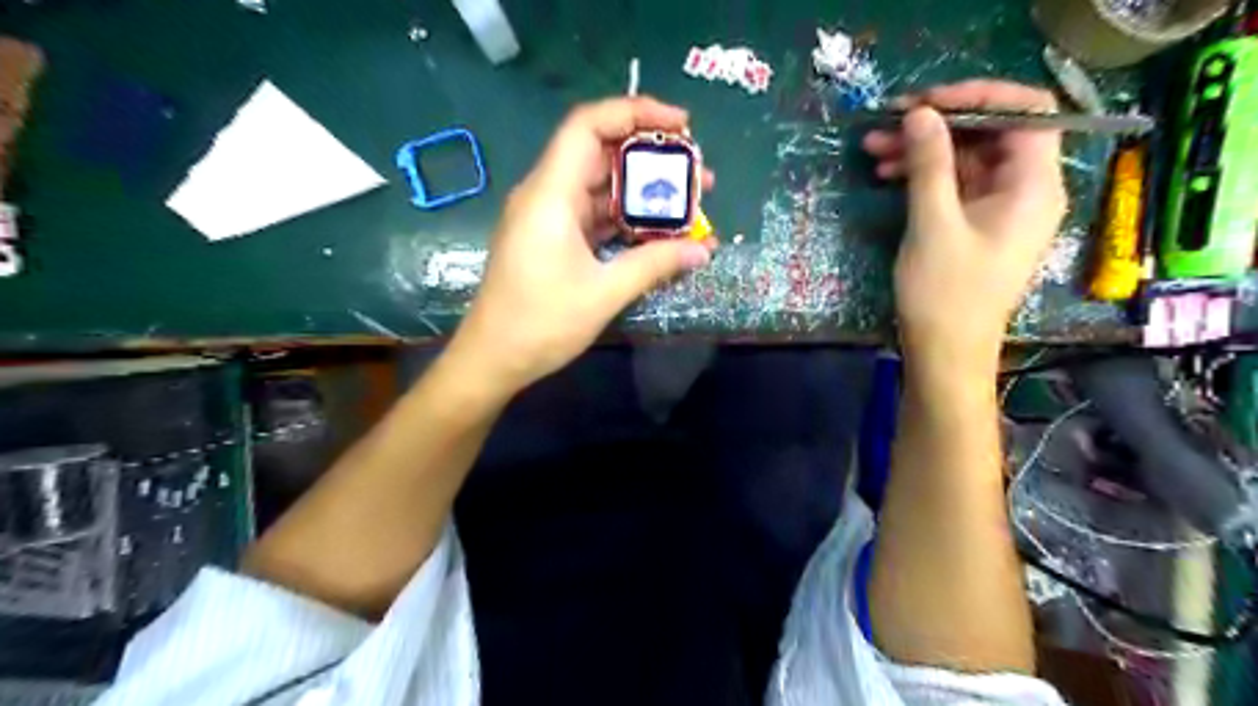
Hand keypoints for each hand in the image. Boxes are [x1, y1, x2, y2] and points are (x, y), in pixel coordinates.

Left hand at [451, 95, 717, 396]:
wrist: (493, 359)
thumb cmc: (541, 323)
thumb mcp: (604, 292)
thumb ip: (655, 264)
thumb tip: (704, 250)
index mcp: (551, 194)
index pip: (589, 125)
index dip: (636, 112)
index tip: (682, 126)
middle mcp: (546, 194)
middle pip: (600, 153)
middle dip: (651, 157)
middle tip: (696, 174)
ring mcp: (547, 218)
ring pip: (600, 187)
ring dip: (642, 192)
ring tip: (687, 203)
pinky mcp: (551, 239)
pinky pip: (593, 215)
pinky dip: (624, 218)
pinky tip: (656, 231)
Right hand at [871, 79, 1064, 371]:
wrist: (945, 354)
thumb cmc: (945, 294)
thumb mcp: (933, 225)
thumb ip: (929, 165)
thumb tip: (920, 114)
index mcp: (1034, 185)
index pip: (1025, 112)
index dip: (976, 96)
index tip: (924, 102)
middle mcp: (1025, 190)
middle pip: (990, 133)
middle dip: (938, 124)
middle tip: (887, 123)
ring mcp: (1000, 208)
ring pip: (966, 158)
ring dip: (922, 149)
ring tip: (873, 148)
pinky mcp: (976, 224)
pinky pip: (955, 184)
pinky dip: (923, 175)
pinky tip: (887, 174)